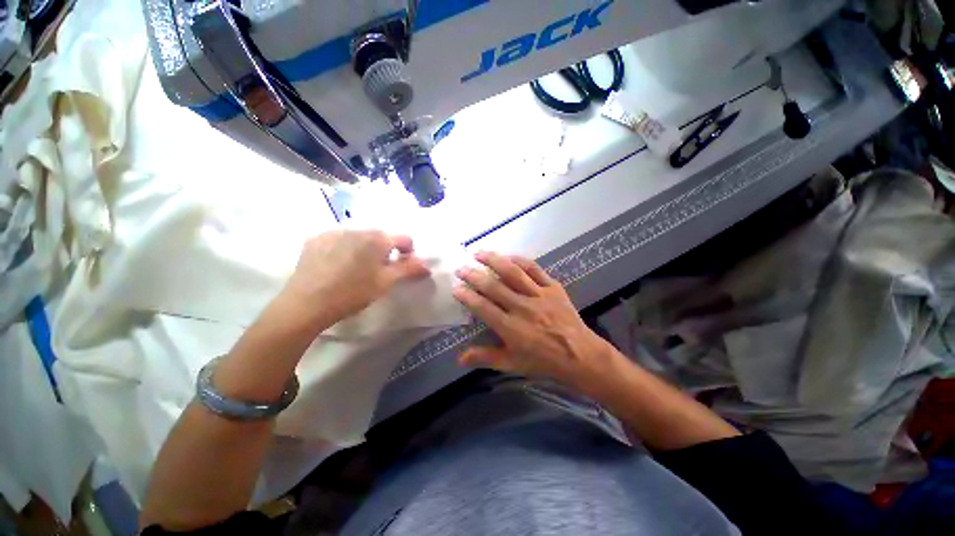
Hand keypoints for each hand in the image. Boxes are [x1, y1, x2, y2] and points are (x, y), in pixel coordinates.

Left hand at [278, 230, 429, 327]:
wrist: (307, 304)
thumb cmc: (353, 293)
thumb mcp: (386, 283)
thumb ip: (408, 269)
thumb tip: (426, 265)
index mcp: (378, 238)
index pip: (404, 239)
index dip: (408, 252)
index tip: (403, 267)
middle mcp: (358, 228)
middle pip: (380, 237)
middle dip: (384, 252)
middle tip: (378, 272)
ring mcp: (334, 231)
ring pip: (359, 238)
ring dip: (364, 249)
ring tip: (355, 270)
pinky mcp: (316, 239)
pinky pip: (338, 240)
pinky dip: (344, 248)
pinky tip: (336, 266)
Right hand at [452, 252, 613, 390]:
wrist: (580, 355)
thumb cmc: (543, 361)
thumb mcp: (512, 364)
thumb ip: (485, 358)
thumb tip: (459, 357)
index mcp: (511, 327)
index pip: (483, 307)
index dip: (467, 296)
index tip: (456, 287)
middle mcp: (522, 307)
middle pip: (494, 286)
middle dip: (474, 275)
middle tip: (461, 268)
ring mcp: (539, 295)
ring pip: (512, 272)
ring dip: (494, 260)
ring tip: (479, 253)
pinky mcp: (553, 287)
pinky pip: (535, 269)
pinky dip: (520, 260)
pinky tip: (508, 256)